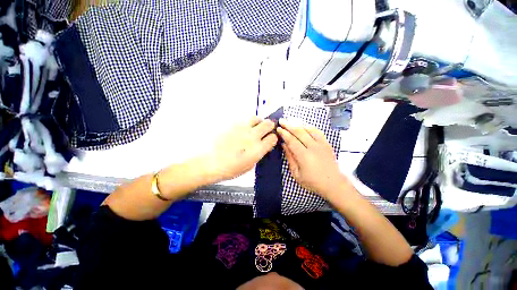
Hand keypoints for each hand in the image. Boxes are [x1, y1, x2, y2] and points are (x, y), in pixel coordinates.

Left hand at [204, 117, 277, 182]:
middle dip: (270, 126)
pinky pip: (244, 119)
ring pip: (257, 118)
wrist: (211, 162)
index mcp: (258, 149)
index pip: (273, 138)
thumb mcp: (250, 165)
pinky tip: (244, 129)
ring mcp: (242, 129)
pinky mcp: (233, 125)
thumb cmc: (230, 168)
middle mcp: (252, 136)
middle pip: (268, 124)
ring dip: (259, 122)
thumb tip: (264, 146)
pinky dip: (248, 123)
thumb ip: (259, 153)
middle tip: (267, 130)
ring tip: (256, 127)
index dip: (273, 138)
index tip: (271, 140)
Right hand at [277, 119, 346, 197]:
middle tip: (281, 121)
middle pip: (299, 132)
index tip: (278, 128)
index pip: (292, 140)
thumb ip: (290, 158)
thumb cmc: (312, 182)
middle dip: (289, 125)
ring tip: (290, 121)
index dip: (284, 133)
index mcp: (304, 156)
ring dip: (298, 124)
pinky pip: (318, 131)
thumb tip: (284, 145)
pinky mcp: (327, 144)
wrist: (333, 184)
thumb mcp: (296, 174)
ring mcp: (322, 144)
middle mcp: (313, 147)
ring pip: (308, 130)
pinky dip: (309, 127)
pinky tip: (304, 126)